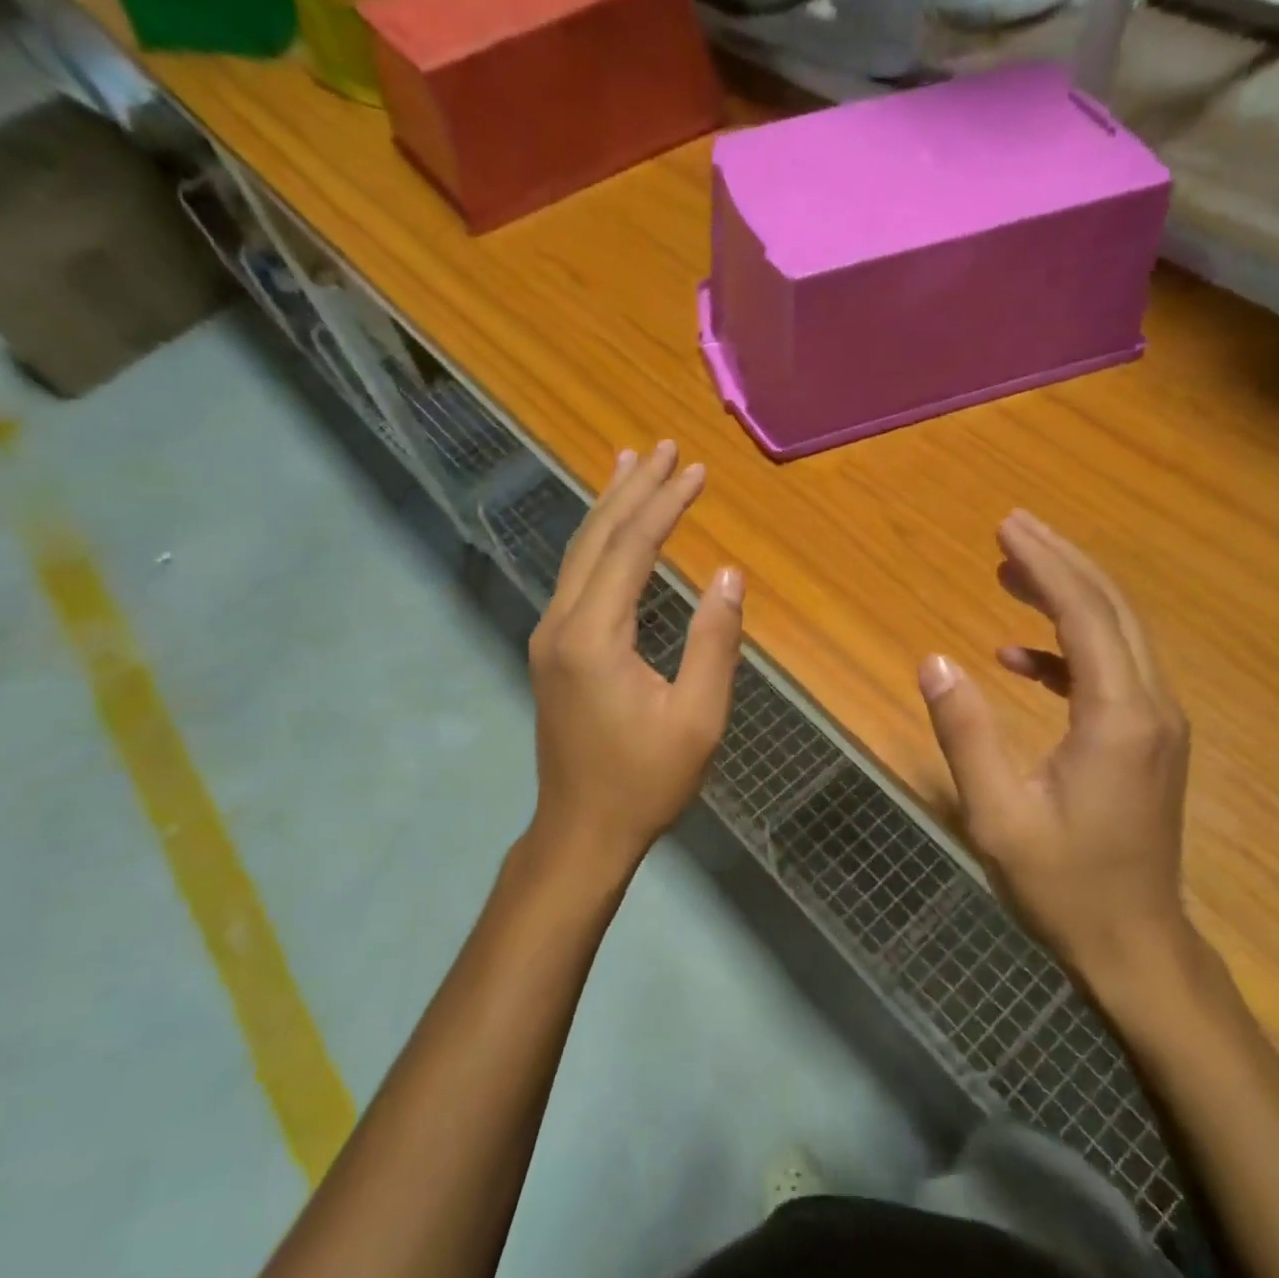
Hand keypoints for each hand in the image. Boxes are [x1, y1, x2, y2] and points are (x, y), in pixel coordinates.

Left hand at [525, 441, 743, 884]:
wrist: (581, 830)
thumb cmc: (646, 781)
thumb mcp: (698, 718)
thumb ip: (714, 642)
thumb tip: (729, 575)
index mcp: (594, 637)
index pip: (631, 548)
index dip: (665, 504)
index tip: (697, 471)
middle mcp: (561, 624)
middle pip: (597, 538)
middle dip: (632, 489)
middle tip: (663, 447)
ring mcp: (549, 636)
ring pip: (578, 553)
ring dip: (608, 508)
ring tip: (630, 464)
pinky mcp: (552, 650)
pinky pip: (575, 578)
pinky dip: (598, 542)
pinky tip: (611, 531)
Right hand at [918, 510, 1194, 1000]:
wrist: (1135, 946)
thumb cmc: (1064, 885)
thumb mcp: (998, 814)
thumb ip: (966, 733)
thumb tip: (934, 660)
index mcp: (1117, 717)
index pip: (1084, 614)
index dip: (1045, 565)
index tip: (1006, 528)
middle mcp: (1150, 707)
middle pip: (1111, 608)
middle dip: (1061, 562)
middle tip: (1011, 528)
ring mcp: (1155, 724)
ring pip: (1116, 634)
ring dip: (1066, 596)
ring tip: (1010, 573)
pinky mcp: (1146, 741)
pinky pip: (1108, 673)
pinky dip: (1066, 651)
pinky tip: (1019, 658)